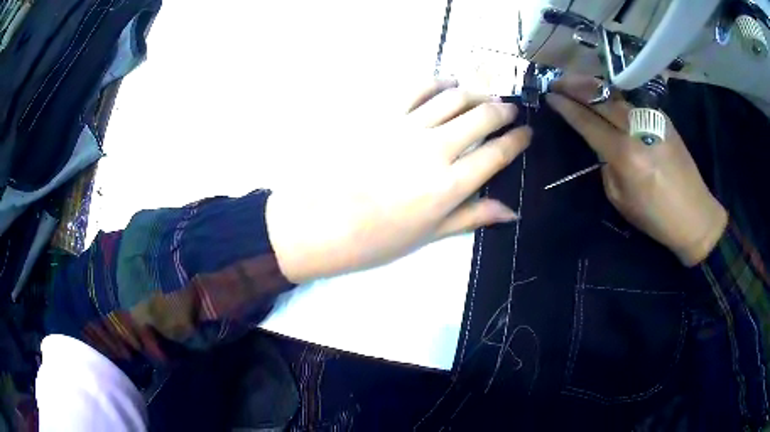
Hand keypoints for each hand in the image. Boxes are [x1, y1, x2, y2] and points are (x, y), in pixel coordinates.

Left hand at [266, 80, 530, 282]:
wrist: (321, 223)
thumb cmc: (376, 239)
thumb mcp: (428, 235)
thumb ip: (471, 217)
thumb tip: (511, 212)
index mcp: (449, 185)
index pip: (496, 154)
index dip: (517, 140)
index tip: (526, 133)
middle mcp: (435, 149)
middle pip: (481, 117)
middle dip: (503, 110)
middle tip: (510, 109)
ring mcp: (407, 127)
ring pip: (454, 97)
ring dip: (476, 91)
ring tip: (485, 94)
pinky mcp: (381, 114)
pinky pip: (416, 88)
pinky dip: (437, 82)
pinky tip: (447, 84)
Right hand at [546, 76, 726, 265]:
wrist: (695, 215)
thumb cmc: (656, 217)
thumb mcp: (620, 199)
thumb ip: (606, 166)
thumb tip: (601, 145)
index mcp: (625, 155)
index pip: (588, 122)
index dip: (567, 107)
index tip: (550, 96)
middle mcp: (638, 130)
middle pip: (601, 97)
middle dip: (574, 86)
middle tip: (556, 82)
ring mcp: (653, 120)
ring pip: (616, 94)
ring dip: (593, 86)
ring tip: (576, 82)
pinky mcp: (663, 119)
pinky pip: (633, 103)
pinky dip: (615, 97)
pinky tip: (606, 98)